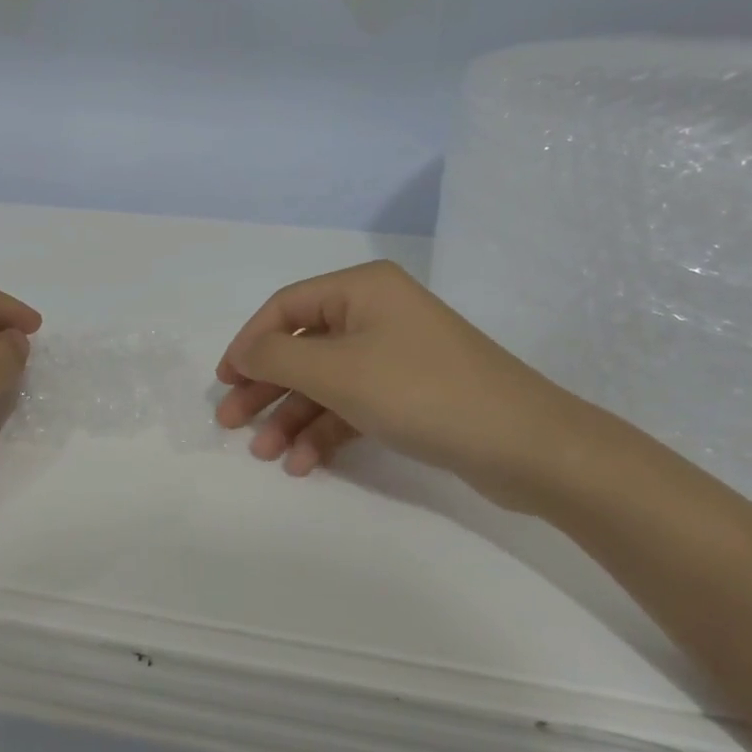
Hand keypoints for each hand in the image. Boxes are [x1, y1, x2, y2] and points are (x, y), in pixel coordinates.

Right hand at [215, 260, 590, 513]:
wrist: (526, 445)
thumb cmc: (422, 392)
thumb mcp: (338, 372)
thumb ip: (277, 357)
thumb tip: (242, 352)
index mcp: (361, 289)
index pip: (285, 308)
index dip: (248, 343)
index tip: (224, 382)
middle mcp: (377, 313)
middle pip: (302, 347)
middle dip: (267, 388)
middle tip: (232, 423)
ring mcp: (395, 354)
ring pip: (326, 381)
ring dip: (293, 417)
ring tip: (266, 455)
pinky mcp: (410, 392)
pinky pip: (353, 404)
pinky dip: (327, 430)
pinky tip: (304, 462)